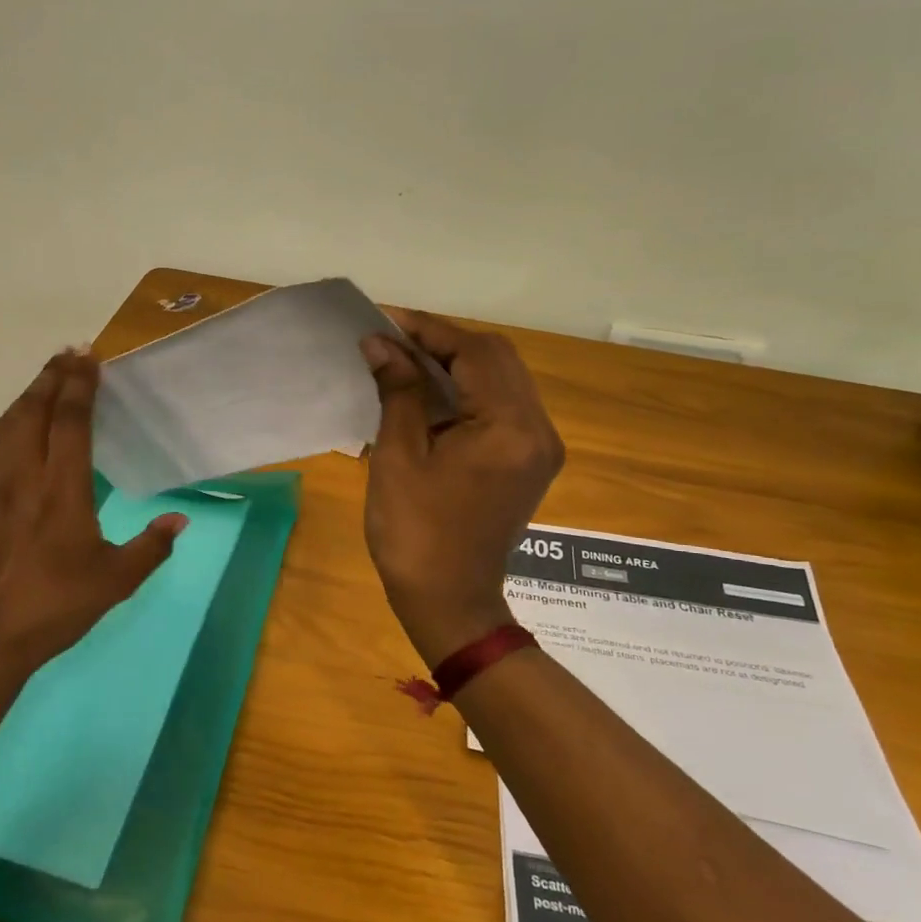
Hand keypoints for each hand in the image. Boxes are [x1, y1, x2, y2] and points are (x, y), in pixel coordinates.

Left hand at [0, 350, 185, 676]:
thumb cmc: (56, 607)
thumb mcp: (116, 581)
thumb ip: (151, 547)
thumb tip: (179, 520)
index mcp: (62, 491)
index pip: (70, 422)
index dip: (80, 386)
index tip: (90, 359)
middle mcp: (25, 477)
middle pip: (34, 412)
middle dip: (52, 378)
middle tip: (69, 354)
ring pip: (7, 425)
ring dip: (27, 396)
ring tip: (44, 379)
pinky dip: (2, 425)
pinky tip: (7, 424)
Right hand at [360, 311, 563, 665]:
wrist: (450, 601)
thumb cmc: (415, 532)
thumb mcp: (398, 456)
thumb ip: (398, 391)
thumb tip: (380, 343)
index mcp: (508, 428)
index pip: (474, 353)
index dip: (428, 331)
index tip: (385, 320)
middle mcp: (537, 429)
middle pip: (497, 358)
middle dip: (444, 342)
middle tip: (395, 341)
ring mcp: (540, 446)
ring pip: (503, 378)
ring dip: (457, 363)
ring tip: (407, 361)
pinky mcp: (530, 459)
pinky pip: (504, 404)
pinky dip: (469, 389)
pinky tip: (433, 392)